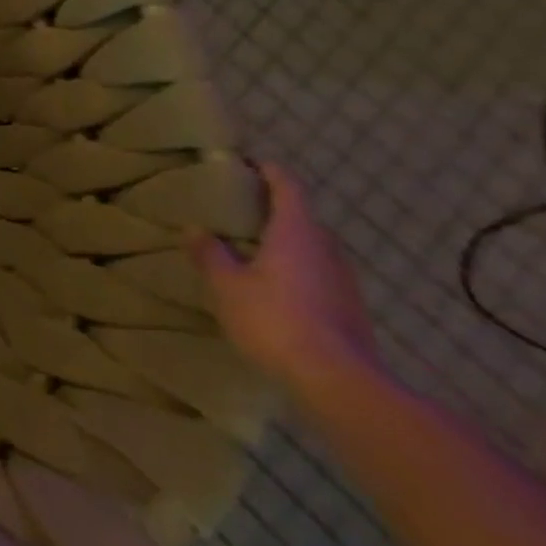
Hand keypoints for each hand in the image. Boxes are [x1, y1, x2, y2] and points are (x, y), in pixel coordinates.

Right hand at [192, 164, 380, 393]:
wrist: (339, 381)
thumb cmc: (275, 319)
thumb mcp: (227, 285)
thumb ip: (210, 254)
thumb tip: (195, 229)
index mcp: (297, 232)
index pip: (287, 186)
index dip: (268, 171)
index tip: (247, 164)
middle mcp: (326, 248)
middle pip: (301, 217)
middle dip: (272, 210)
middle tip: (237, 211)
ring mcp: (343, 280)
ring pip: (311, 247)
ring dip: (284, 242)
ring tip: (250, 249)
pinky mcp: (349, 307)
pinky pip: (317, 274)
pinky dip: (295, 269)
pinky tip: (272, 287)